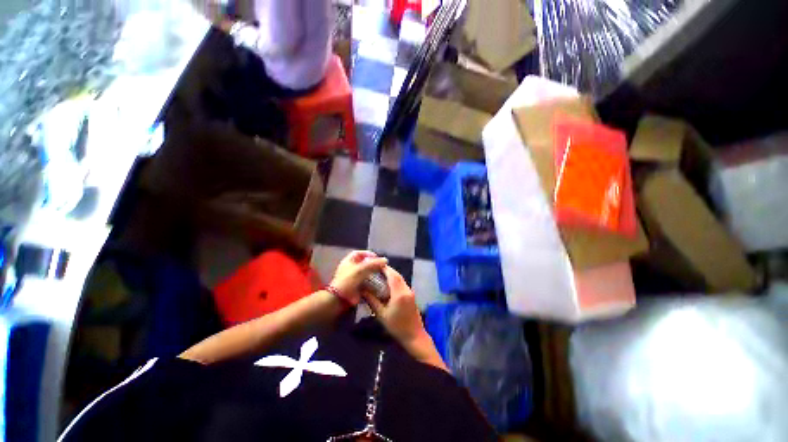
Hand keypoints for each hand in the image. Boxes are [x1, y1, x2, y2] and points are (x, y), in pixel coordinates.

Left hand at [330, 251, 387, 305]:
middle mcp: (351, 267)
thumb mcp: (361, 269)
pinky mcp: (357, 285)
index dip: (368, 253)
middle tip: (381, 265)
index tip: (376, 257)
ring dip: (373, 272)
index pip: (359, 253)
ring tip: (381, 273)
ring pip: (365, 272)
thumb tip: (385, 260)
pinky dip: (372, 280)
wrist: (341, 298)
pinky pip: (366, 280)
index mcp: (348, 261)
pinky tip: (378, 281)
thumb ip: (373, 263)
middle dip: (372, 263)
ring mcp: (353, 277)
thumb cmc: (349, 280)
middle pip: (363, 262)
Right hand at [362, 266, 427, 345]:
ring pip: (401, 279)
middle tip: (377, 269)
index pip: (392, 276)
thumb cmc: (396, 326)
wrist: (414, 336)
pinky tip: (388, 284)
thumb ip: (372, 300)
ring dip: (392, 275)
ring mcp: (410, 292)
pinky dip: (396, 280)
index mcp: (399, 294)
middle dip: (388, 270)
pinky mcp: (412, 295)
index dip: (385, 269)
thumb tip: (363, 290)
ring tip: (381, 274)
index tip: (376, 265)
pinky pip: (403, 283)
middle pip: (397, 275)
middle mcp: (406, 290)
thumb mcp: (381, 314)